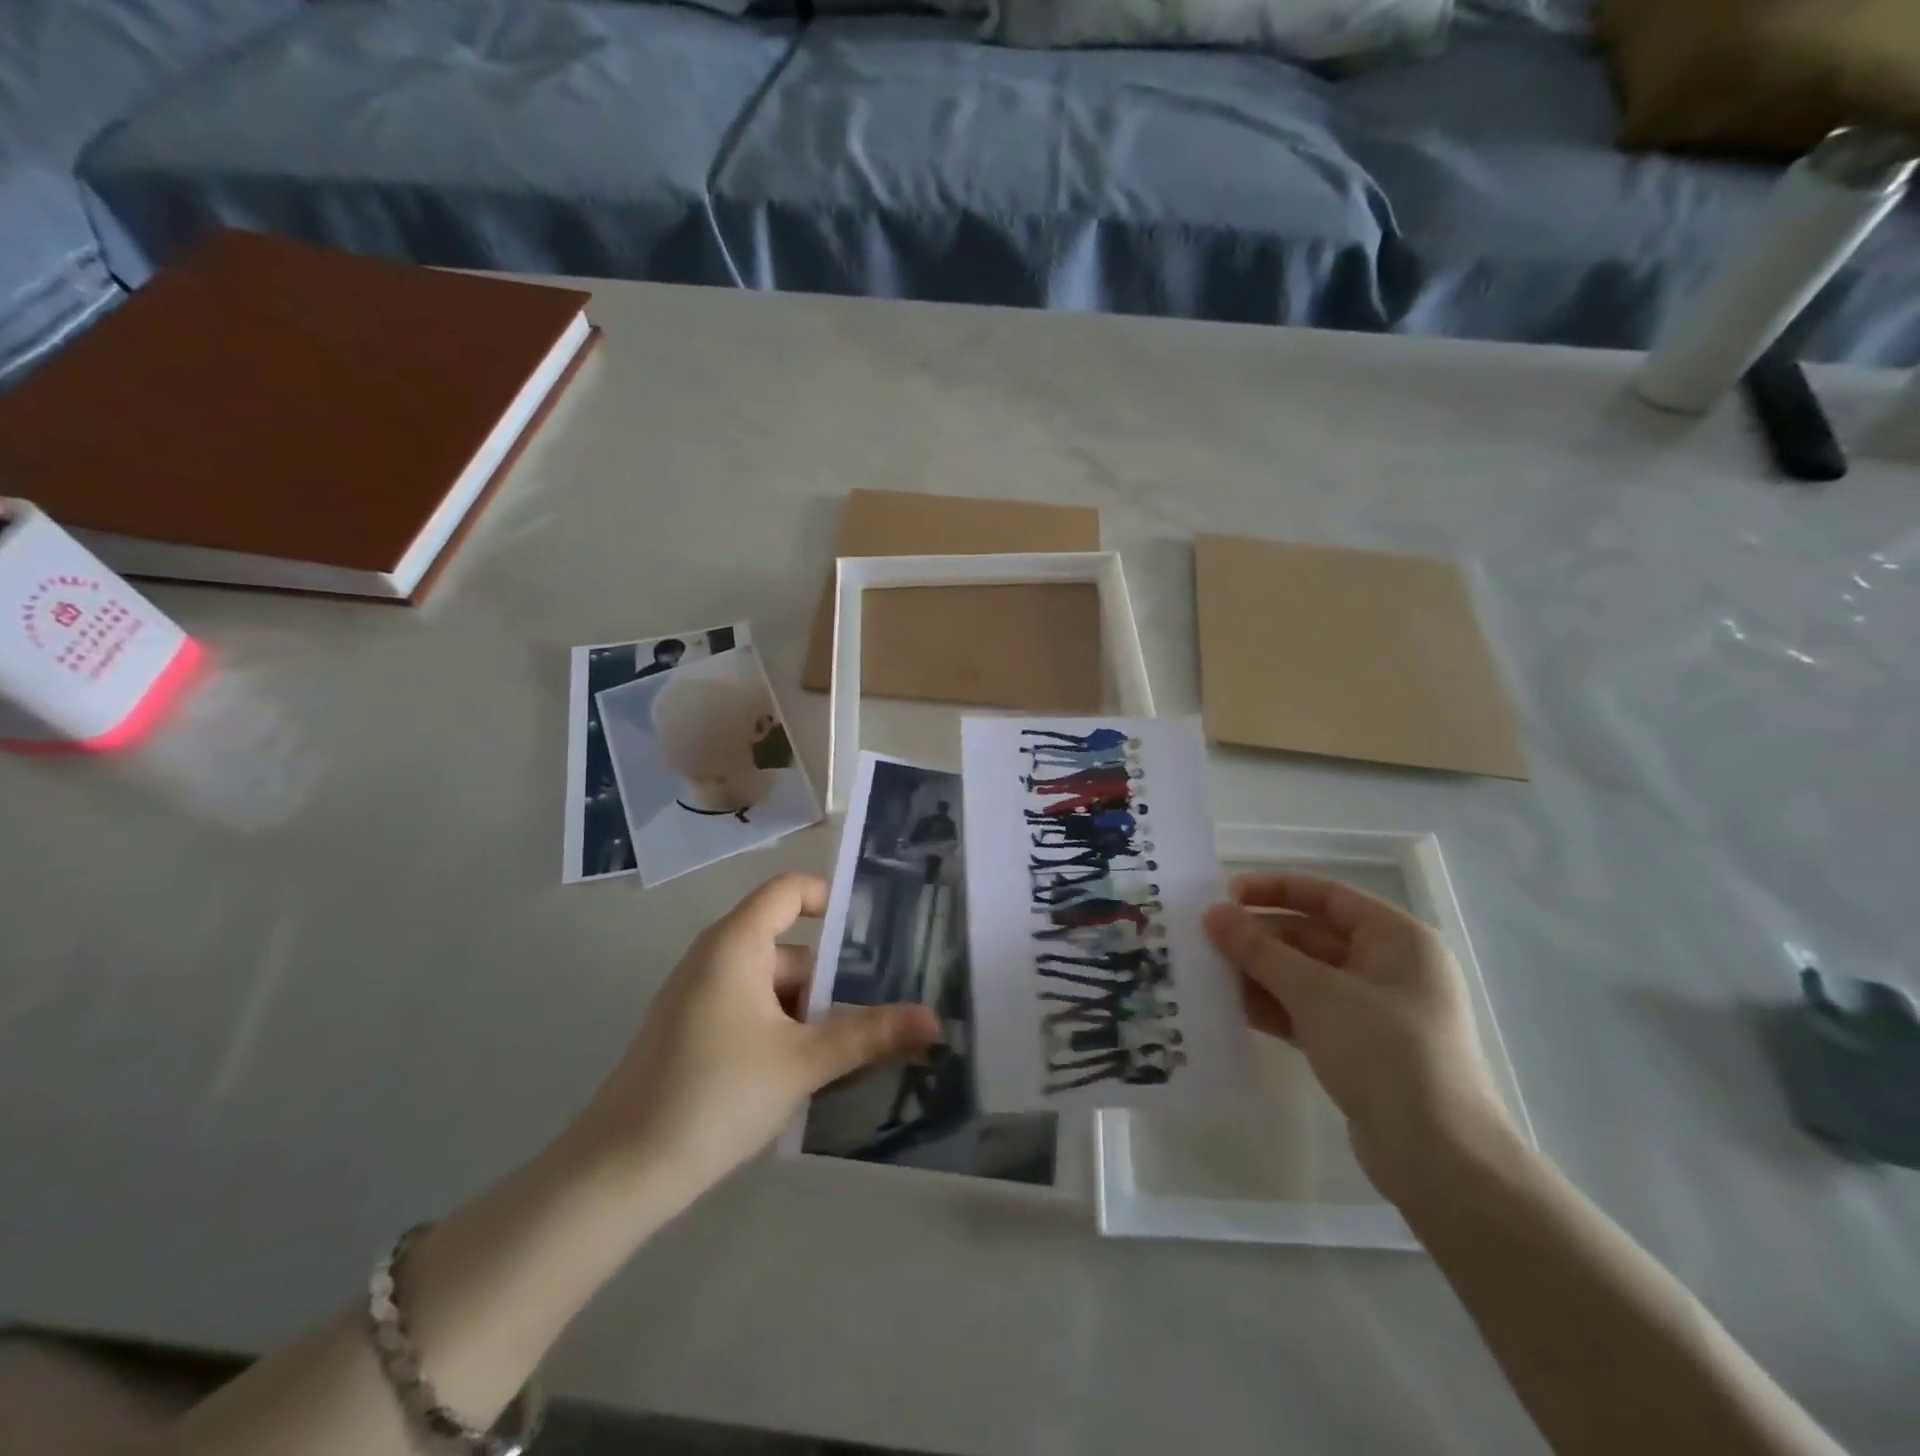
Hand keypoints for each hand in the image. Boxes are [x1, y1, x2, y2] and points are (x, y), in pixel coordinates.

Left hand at [573, 874, 939, 1199]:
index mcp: (736, 943)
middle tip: (878, 1016)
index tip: (875, 934)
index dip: (832, 899)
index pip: (789, 890)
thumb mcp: (803, 1062)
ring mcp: (700, 996)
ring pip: (773, 987)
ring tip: (850, 1054)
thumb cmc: (715, 1094)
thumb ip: (869, 1035)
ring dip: (810, 1015)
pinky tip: (804, 1074)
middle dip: (833, 982)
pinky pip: (752, 1012)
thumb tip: (934, 1020)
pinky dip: (782, 1031)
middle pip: (790, 948)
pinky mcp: (693, 1031)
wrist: (619, 1173)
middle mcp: (716, 957)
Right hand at [1204, 875, 1518, 1202]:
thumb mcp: (1315, 992)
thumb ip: (1260, 950)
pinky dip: (1274, 1006)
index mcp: (1397, 939)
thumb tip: (1213, 913)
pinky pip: (1307, 1012)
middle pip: (1312, 936)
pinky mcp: (1359, 1048)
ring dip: (1259, 973)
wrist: (1439, 1158)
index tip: (1226, 894)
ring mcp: (1375, 1010)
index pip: (1328, 896)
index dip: (1275, 890)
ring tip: (1208, 973)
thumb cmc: (1384, 1051)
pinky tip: (1232, 1008)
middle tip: (1206, 940)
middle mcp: (1389, 967)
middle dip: (1260, 937)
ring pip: (1305, 976)